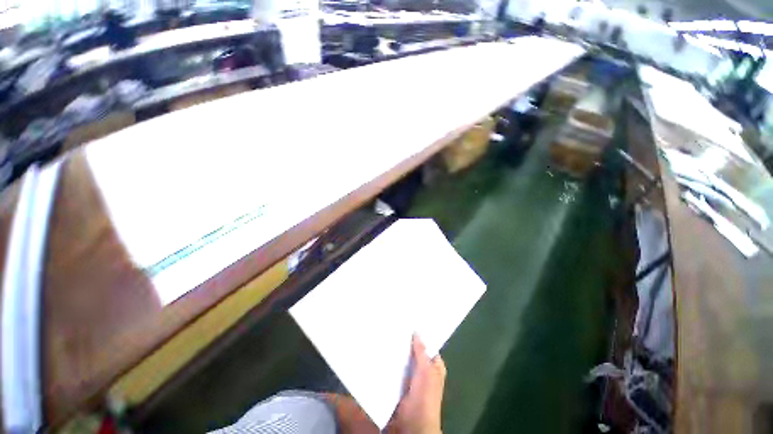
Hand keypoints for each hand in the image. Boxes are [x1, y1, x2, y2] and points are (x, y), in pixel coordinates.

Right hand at [387, 334, 445, 433]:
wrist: (412, 423)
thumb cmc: (425, 394)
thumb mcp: (426, 370)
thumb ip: (421, 351)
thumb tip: (417, 332)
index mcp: (435, 366)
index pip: (429, 346)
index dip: (421, 335)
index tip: (410, 322)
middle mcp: (424, 370)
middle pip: (415, 352)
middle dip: (407, 342)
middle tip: (395, 326)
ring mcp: (412, 378)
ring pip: (405, 360)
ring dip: (398, 352)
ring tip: (387, 335)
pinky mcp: (401, 384)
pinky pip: (397, 369)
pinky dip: (392, 362)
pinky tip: (383, 351)